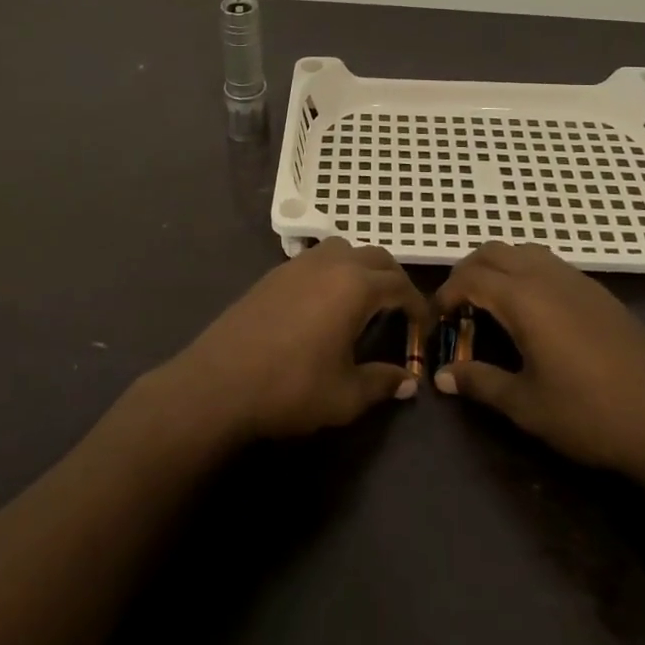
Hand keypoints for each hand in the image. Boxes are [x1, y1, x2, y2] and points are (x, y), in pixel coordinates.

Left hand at [157, 238, 430, 444]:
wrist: (219, 382)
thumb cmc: (290, 388)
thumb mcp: (345, 395)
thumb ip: (382, 383)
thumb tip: (408, 381)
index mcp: (355, 286)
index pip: (400, 285)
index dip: (418, 305)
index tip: (425, 328)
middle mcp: (331, 263)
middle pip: (376, 257)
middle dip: (395, 280)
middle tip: (401, 311)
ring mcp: (300, 264)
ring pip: (344, 249)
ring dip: (363, 267)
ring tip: (365, 300)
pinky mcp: (275, 272)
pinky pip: (317, 259)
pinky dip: (335, 270)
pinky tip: (326, 303)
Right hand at [433, 243, 644, 479]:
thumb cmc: (588, 413)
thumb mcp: (526, 405)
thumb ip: (480, 383)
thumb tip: (441, 377)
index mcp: (523, 298)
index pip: (469, 278)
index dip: (445, 295)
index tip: (435, 321)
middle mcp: (546, 275)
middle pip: (492, 252)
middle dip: (466, 272)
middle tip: (457, 308)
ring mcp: (576, 279)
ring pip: (522, 251)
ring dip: (497, 267)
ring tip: (490, 305)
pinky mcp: (597, 290)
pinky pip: (548, 264)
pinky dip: (525, 273)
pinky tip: (532, 312)